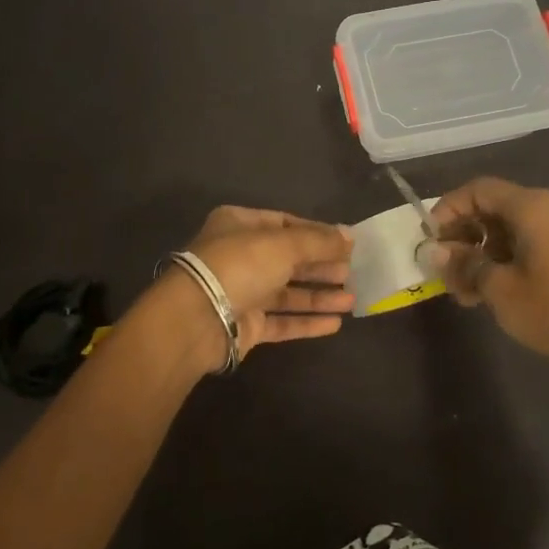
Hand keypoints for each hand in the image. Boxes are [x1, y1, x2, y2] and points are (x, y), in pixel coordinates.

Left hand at [162, 207, 353, 368]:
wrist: (197, 318)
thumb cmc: (240, 266)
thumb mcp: (284, 244)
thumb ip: (319, 241)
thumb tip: (350, 235)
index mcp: (240, 225)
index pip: (285, 223)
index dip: (317, 233)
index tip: (346, 244)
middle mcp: (240, 256)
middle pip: (288, 259)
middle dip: (320, 266)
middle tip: (351, 272)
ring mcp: (242, 292)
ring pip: (287, 293)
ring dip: (319, 296)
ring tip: (351, 300)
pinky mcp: (246, 325)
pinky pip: (282, 321)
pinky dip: (307, 321)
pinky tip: (335, 323)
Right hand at [426, 178, 548, 362]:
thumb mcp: (497, 287)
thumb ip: (464, 263)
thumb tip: (436, 251)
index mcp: (534, 207)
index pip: (480, 190)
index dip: (449, 208)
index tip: (430, 236)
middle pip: (496, 209)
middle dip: (464, 237)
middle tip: (443, 266)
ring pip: (512, 231)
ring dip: (483, 254)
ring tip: (463, 290)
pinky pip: (531, 244)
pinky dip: (506, 260)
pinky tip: (490, 292)